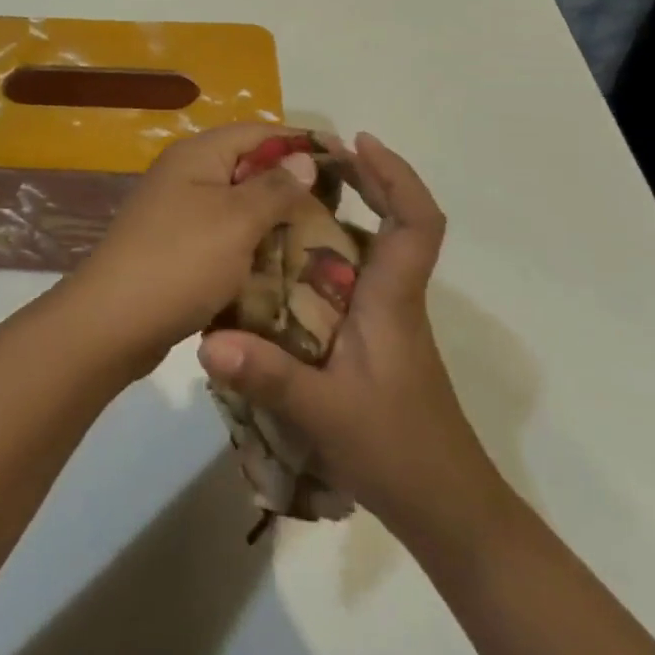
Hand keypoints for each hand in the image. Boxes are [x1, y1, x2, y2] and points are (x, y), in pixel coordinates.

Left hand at [62, 123, 318, 374]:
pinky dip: (250, 246)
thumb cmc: (179, 262)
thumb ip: (273, 188)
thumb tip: (304, 159)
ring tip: (317, 239)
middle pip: (248, 168)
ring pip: (237, 205)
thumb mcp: (235, 220)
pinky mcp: (176, 246)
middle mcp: (185, 175)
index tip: (346, 163)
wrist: (111, 323)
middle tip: (336, 210)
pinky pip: (223, 236)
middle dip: (291, 186)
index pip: (260, 132)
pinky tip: (278, 266)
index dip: (302, 144)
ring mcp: (177, 212)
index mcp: (198, 155)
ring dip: (272, 220)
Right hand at [197, 132, 509, 538]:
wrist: (447, 511)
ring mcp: (386, 322)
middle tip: (307, 162)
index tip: (358, 143)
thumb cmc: (398, 453)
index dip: (396, 175)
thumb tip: (207, 341)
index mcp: (392, 299)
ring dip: (340, 217)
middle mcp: (393, 299)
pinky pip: (351, 282)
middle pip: (395, 223)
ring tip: (284, 202)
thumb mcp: (325, 415)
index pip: (417, 221)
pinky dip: (324, 259)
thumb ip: (268, 377)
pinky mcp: (373, 343)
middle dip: (362, 182)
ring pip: (371, 252)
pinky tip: (281, 271)